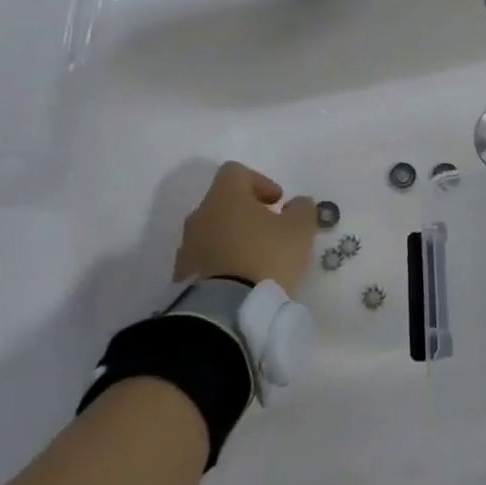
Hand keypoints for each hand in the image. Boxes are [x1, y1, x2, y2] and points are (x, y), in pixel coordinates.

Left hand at [174, 162, 318, 295]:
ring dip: (234, 238)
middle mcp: (200, 216)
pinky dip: (223, 262)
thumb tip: (297, 203)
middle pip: (223, 202)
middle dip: (248, 212)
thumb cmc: (265, 257)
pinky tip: (241, 278)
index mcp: (225, 197)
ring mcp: (186, 247)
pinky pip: (205, 259)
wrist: (224, 312)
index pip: (236, 172)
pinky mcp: (182, 276)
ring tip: (257, 259)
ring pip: (213, 231)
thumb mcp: (300, 229)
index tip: (278, 202)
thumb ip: (303, 209)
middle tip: (271, 230)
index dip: (260, 181)